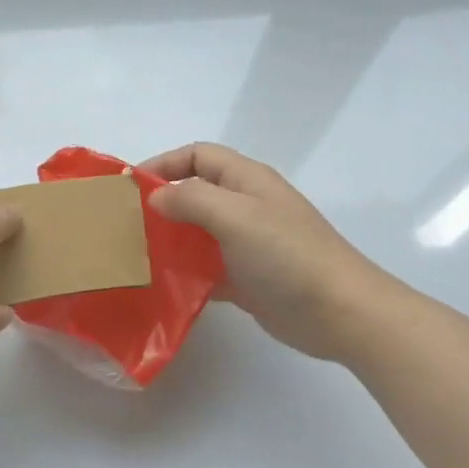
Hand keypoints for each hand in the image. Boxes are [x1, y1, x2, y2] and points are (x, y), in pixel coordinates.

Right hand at [140, 143, 405, 363]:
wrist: (341, 313)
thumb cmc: (287, 254)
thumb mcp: (235, 215)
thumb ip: (191, 199)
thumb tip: (156, 197)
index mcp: (245, 180)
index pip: (196, 155)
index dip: (163, 163)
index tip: (131, 186)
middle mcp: (245, 205)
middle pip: (195, 192)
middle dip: (162, 202)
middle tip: (128, 223)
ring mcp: (247, 242)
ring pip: (198, 231)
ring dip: (171, 238)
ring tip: (139, 254)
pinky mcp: (247, 277)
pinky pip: (207, 266)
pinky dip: (186, 271)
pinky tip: (164, 285)